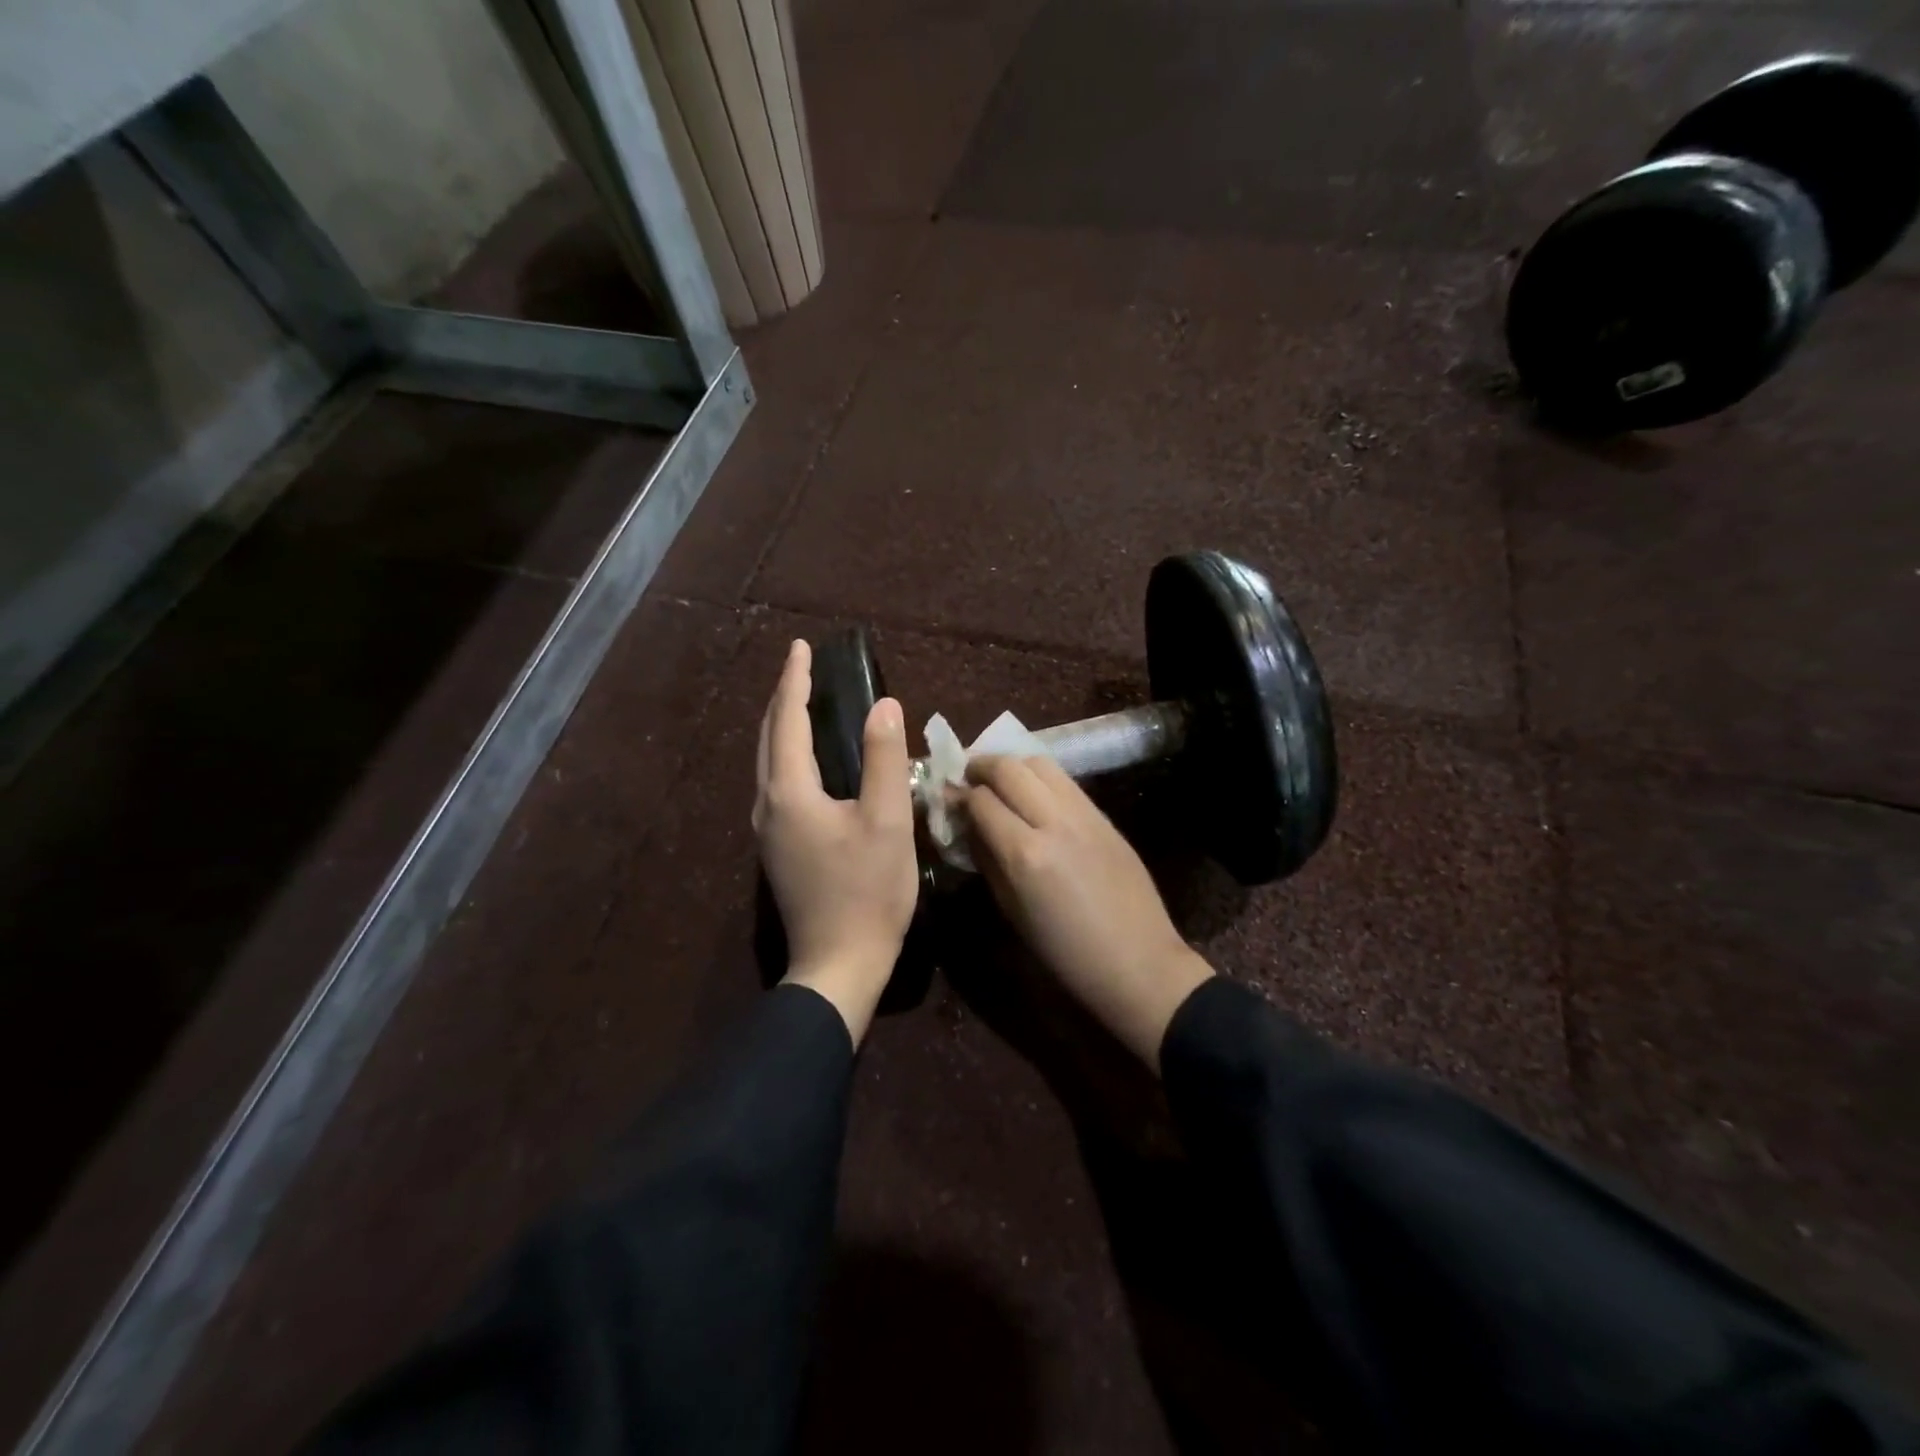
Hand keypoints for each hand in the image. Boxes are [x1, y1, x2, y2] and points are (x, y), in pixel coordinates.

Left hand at [754, 639, 918, 1044]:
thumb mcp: (886, 821)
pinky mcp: (778, 848)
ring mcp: (768, 830)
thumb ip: (883, 759)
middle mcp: (768, 805)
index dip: (795, 680)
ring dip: (783, 726)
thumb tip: (883, 704)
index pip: (787, 720)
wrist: (839, 965)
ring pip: (768, 762)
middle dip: (783, 697)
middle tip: (803, 667)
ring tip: (804, 703)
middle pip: (768, 737)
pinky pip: (777, 783)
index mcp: (790, 792)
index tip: (801, 646)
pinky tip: (809, 759)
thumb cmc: (868, 892)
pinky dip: (788, 755)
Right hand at [964, 756, 1213, 1071]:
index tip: (949, 800)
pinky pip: (1065, 781)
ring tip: (1001, 782)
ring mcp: (1084, 813)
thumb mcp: (1011, 910)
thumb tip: (967, 826)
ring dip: (1013, 765)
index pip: (981, 800)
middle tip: (968, 778)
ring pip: (1040, 763)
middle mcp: (1053, 821)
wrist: (1138, 961)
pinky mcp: (1104, 815)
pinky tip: (1033, 796)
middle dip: (981, 766)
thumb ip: (986, 859)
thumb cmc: (1065, 952)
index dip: (959, 796)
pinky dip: (1040, 778)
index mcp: (1025, 853)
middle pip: (1009, 767)